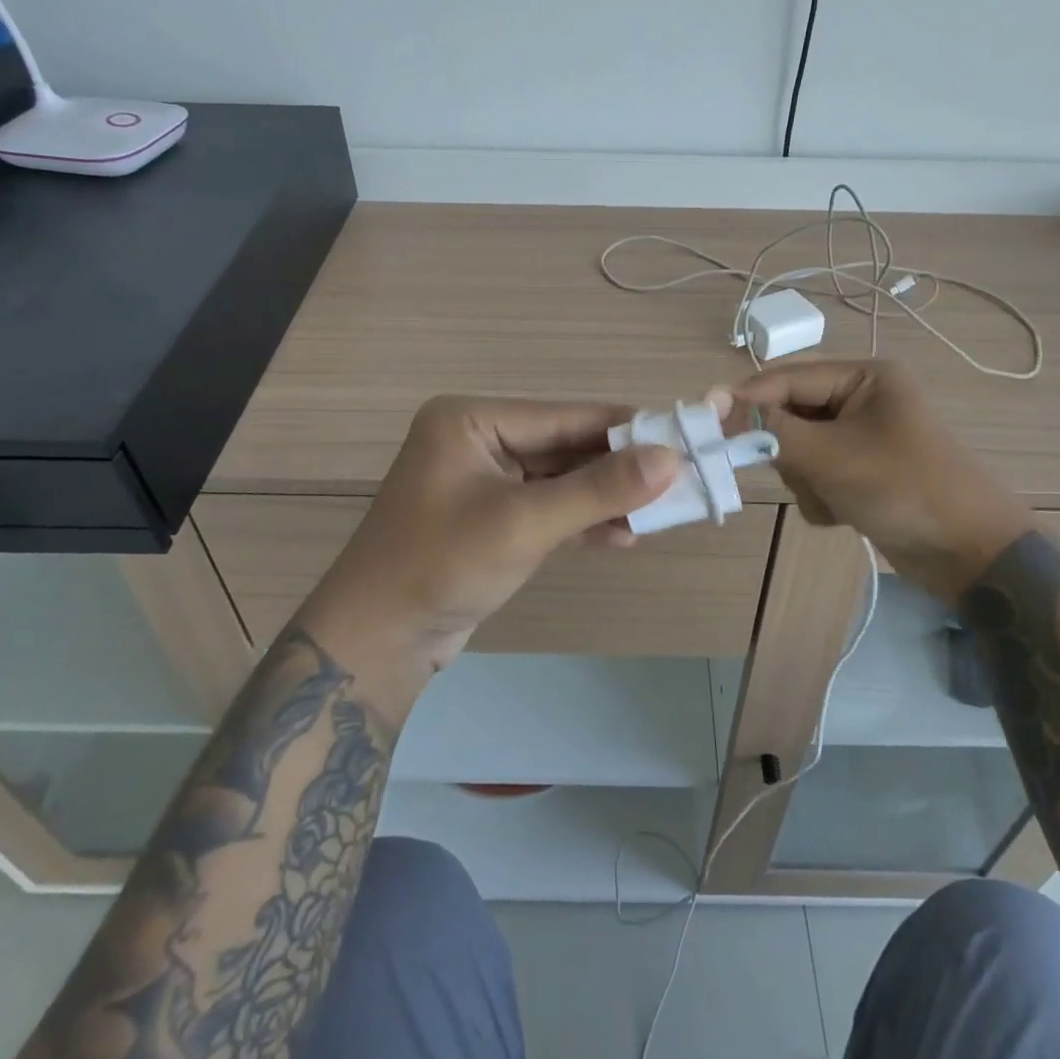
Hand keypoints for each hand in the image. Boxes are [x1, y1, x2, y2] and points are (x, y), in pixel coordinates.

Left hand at [298, 397, 680, 708]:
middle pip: (564, 446)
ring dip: (604, 498)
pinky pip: (546, 507)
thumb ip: (599, 489)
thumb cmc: (442, 565)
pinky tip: (622, 537)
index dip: (625, 428)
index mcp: (472, 420)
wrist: (377, 642)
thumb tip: (671, 458)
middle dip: (618, 469)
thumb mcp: (525, 522)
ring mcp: (483, 481)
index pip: (564, 415)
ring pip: (560, 480)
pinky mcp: (490, 518)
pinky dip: (581, 521)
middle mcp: (477, 440)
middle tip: (678, 481)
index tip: (682, 436)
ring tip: (659, 515)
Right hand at [722, 360, 1031, 602]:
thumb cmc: (905, 488)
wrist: (974, 556)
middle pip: (790, 415)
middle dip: (788, 451)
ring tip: (835, 498)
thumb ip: (768, 428)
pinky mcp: (863, 473)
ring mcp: (863, 439)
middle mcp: (862, 400)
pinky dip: (821, 496)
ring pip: (799, 450)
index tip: (705, 425)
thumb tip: (712, 399)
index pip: (785, 379)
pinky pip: (817, 475)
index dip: (745, 400)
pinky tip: (845, 514)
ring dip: (806, 479)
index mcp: (864, 377)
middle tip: (800, 473)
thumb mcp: (831, 455)